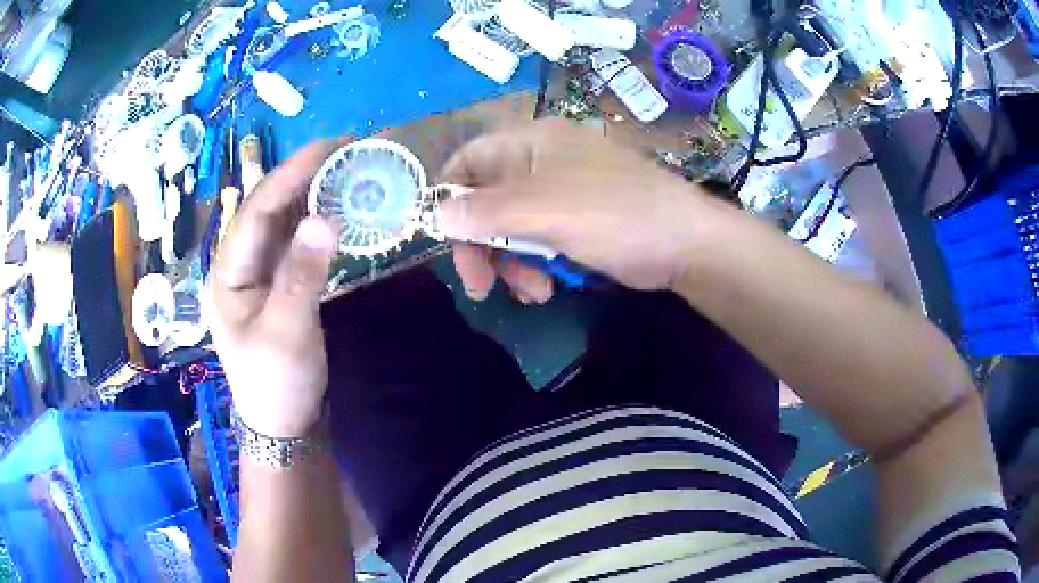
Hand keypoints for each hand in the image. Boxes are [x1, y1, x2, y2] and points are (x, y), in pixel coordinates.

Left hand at [207, 140, 340, 437]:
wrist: (284, 423)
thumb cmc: (275, 383)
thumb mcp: (285, 332)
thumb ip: (301, 276)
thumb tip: (326, 218)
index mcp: (228, 272)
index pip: (256, 210)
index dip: (289, 174)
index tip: (329, 146)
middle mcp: (241, 263)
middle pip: (270, 209)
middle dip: (304, 178)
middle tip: (347, 152)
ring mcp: (261, 273)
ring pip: (286, 223)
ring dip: (315, 197)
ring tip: (350, 173)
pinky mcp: (282, 283)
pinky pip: (299, 244)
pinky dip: (321, 225)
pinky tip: (343, 212)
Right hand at [438, 119, 708, 300]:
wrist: (686, 243)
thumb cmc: (615, 214)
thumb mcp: (545, 209)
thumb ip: (486, 211)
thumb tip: (437, 215)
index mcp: (531, 142)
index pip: (470, 159)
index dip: (448, 194)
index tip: (438, 235)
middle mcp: (541, 162)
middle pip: (487, 201)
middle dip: (483, 245)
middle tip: (480, 286)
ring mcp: (561, 192)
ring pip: (512, 228)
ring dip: (512, 263)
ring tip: (533, 291)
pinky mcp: (578, 221)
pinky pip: (538, 241)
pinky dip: (536, 266)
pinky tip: (548, 288)